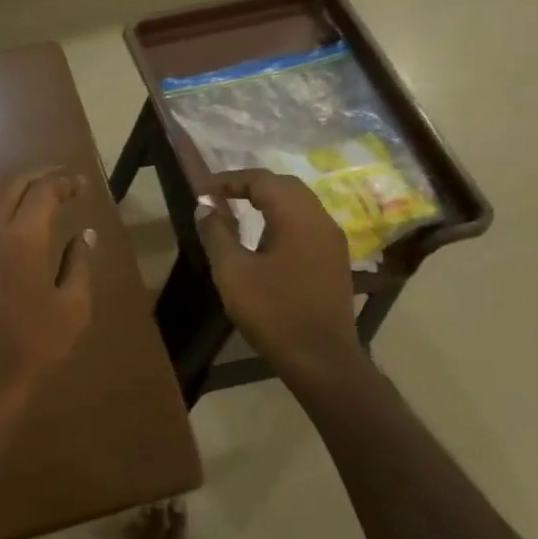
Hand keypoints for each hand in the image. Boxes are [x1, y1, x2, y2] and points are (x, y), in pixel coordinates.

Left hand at [0, 169, 94, 429]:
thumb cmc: (32, 348)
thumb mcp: (72, 309)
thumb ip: (80, 264)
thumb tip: (85, 234)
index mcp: (23, 237)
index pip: (43, 190)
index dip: (63, 182)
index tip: (78, 187)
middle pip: (10, 186)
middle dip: (36, 179)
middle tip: (57, 184)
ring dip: (9, 196)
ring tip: (29, 203)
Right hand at [193, 169, 367, 385]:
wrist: (321, 358)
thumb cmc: (273, 312)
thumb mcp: (232, 271)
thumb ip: (216, 233)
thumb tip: (205, 206)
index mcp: (296, 216)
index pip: (262, 180)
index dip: (230, 180)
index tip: (203, 191)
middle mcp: (320, 219)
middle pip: (284, 185)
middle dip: (251, 185)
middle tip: (221, 196)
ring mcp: (332, 240)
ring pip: (299, 203)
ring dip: (269, 200)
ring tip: (239, 211)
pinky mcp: (334, 259)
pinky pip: (307, 222)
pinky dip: (283, 217)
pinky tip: (266, 237)